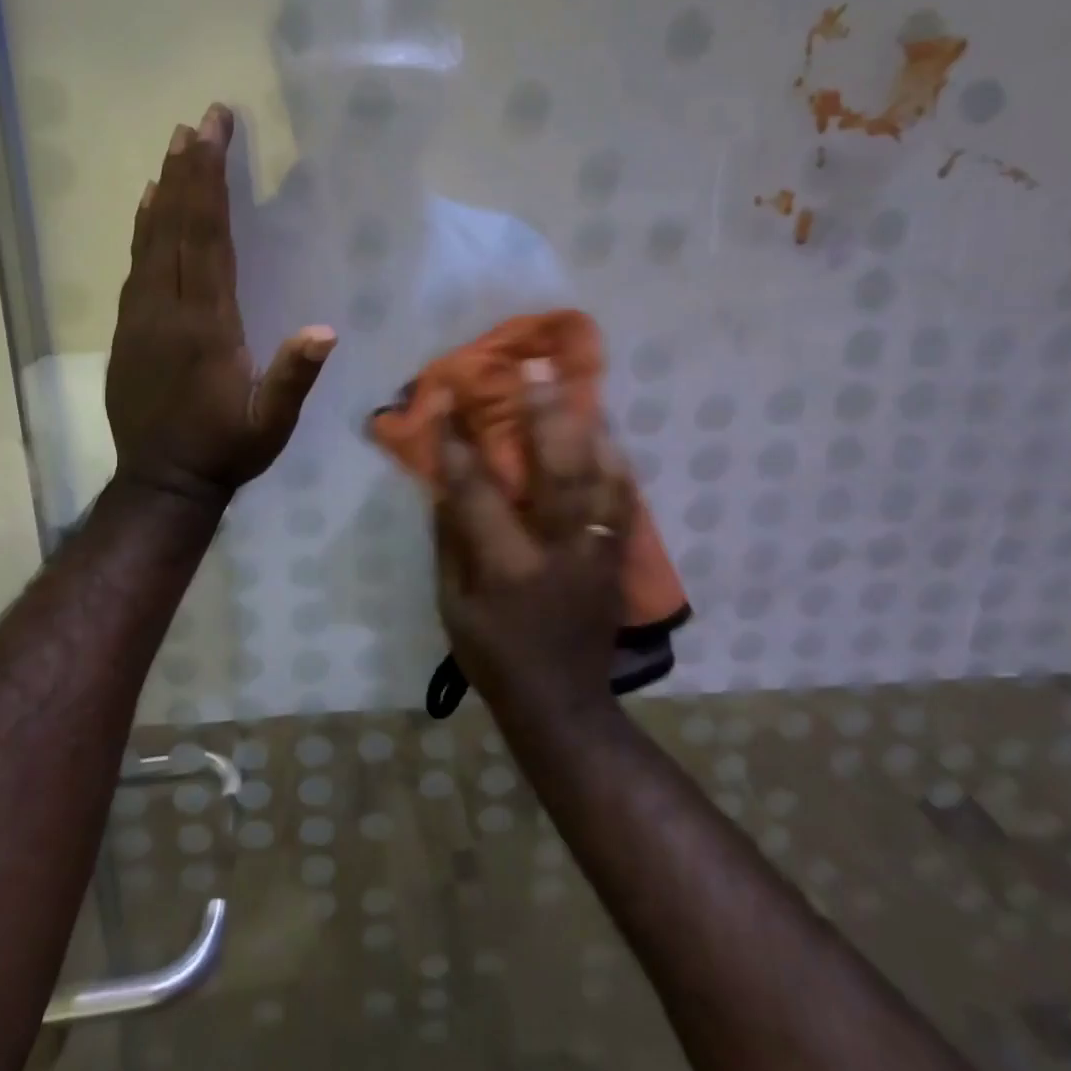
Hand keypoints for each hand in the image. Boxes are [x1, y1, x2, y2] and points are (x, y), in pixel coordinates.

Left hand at [106, 105, 335, 504]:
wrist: (160, 484)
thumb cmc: (224, 450)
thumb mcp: (270, 425)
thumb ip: (292, 377)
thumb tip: (325, 329)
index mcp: (205, 325)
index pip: (206, 238)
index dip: (210, 182)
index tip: (214, 134)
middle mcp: (166, 309)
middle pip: (175, 225)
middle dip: (189, 169)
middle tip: (199, 120)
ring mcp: (140, 316)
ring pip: (150, 238)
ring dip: (165, 188)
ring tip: (175, 145)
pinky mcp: (127, 328)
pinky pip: (135, 263)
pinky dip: (143, 225)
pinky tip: (148, 202)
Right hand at [433, 360, 634, 717]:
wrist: (562, 704)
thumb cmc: (494, 657)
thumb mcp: (453, 607)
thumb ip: (450, 542)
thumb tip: (445, 483)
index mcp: (507, 569)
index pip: (477, 494)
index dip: (459, 443)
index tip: (448, 400)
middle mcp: (559, 553)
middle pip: (557, 473)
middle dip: (544, 414)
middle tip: (535, 367)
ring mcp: (597, 555)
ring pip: (600, 480)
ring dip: (588, 428)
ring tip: (578, 385)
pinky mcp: (618, 561)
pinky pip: (625, 503)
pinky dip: (618, 465)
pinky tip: (608, 434)